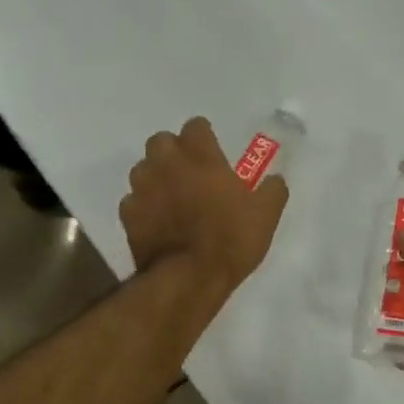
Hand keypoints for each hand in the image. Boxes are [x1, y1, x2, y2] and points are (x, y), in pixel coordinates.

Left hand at [120, 117, 288, 297]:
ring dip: (155, 176)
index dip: (204, 136)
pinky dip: (143, 206)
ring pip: (142, 168)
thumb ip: (272, 190)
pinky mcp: (127, 215)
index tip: (212, 150)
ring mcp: (142, 188)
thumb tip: (275, 179)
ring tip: (170, 196)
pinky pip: (132, 201)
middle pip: (161, 140)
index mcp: (201, 156)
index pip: (195, 126)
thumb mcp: (265, 215)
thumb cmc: (231, 240)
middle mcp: (167, 164)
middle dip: (173, 151)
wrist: (188, 278)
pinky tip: (157, 221)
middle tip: (189, 171)